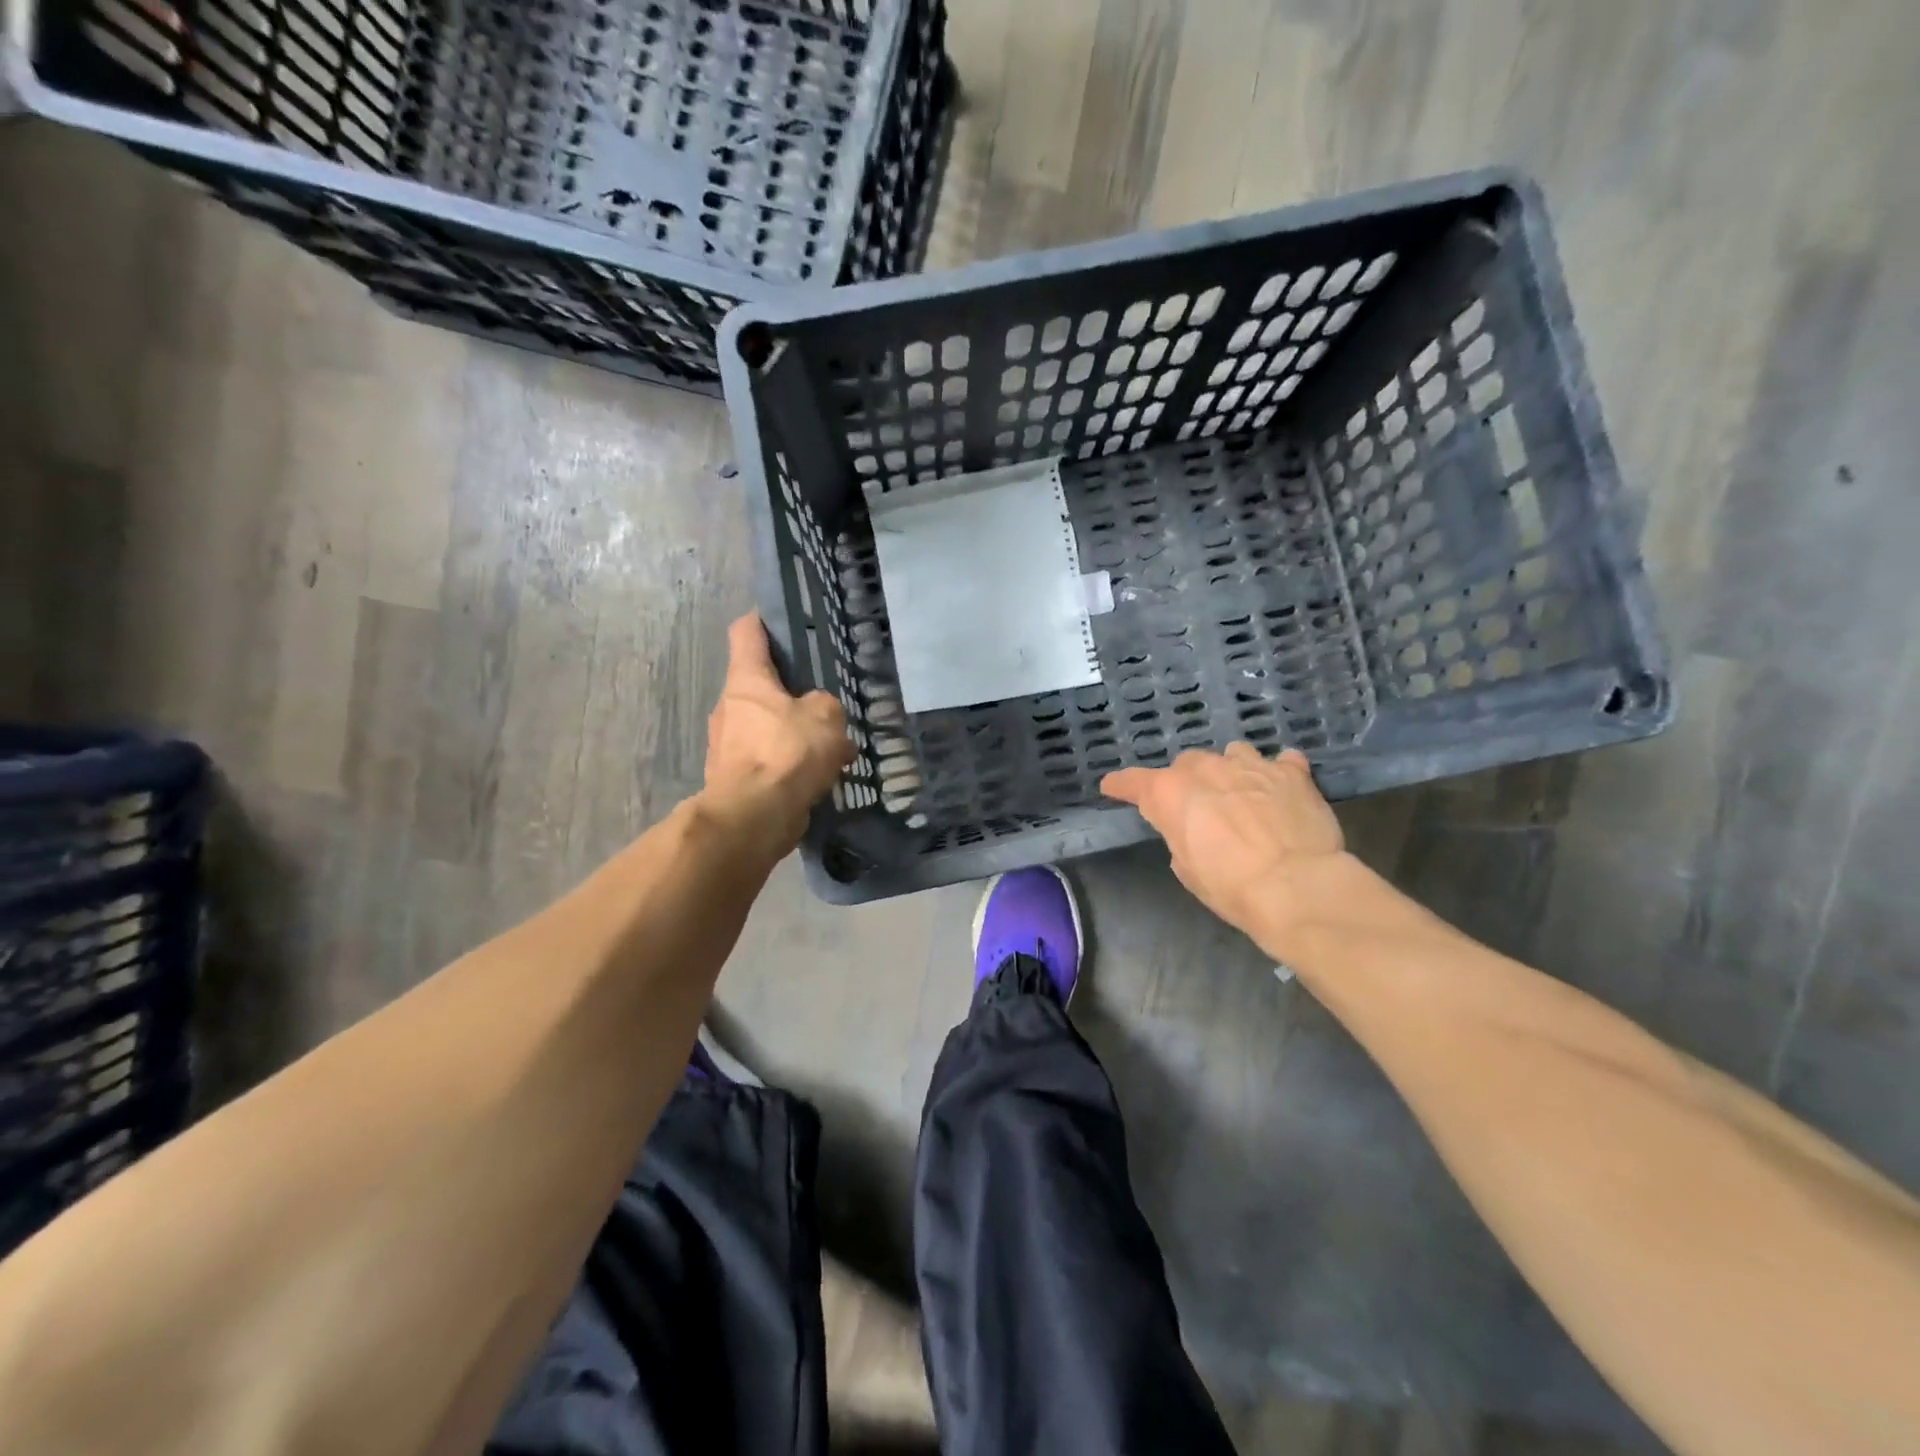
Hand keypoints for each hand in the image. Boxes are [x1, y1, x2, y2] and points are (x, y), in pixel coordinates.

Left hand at [703, 614, 854, 846]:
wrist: (753, 816)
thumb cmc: (786, 753)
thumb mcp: (825, 716)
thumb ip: (824, 704)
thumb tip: (818, 711)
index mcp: (746, 680)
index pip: (747, 632)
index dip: (763, 621)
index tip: (784, 621)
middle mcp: (729, 707)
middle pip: (758, 684)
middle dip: (790, 689)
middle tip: (824, 697)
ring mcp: (726, 744)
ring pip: (765, 726)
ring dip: (793, 732)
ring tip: (830, 745)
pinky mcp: (733, 778)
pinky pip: (767, 760)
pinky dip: (789, 764)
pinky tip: (818, 776)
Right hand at [1102, 745, 1346, 950]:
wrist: (1297, 887)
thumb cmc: (1231, 886)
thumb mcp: (1187, 868)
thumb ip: (1181, 835)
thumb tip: (1193, 828)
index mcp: (1170, 793)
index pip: (1134, 782)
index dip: (1121, 786)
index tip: (1112, 787)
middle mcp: (1206, 768)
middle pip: (1187, 764)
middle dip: (1188, 782)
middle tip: (1198, 807)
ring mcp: (1251, 764)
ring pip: (1232, 754)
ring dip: (1230, 771)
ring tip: (1241, 794)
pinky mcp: (1291, 771)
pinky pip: (1280, 762)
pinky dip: (1276, 774)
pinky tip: (1281, 789)